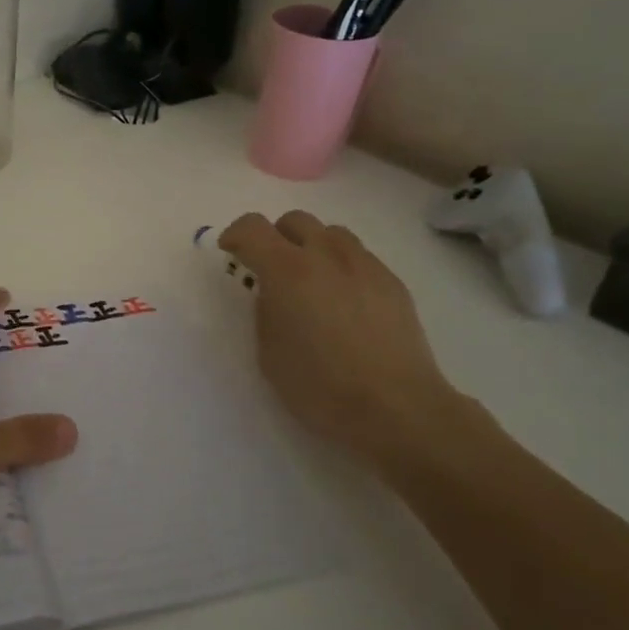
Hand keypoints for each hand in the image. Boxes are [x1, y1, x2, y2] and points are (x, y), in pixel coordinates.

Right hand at [220, 212, 468, 473]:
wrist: (396, 409)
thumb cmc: (320, 386)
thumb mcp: (268, 352)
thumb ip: (265, 310)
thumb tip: (274, 294)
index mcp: (287, 270)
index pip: (252, 227)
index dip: (236, 235)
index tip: (231, 253)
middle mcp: (326, 256)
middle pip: (295, 220)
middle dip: (276, 237)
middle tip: (271, 269)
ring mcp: (365, 266)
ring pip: (331, 233)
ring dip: (312, 247)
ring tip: (312, 282)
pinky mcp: (393, 283)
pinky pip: (359, 258)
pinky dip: (342, 267)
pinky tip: (345, 303)